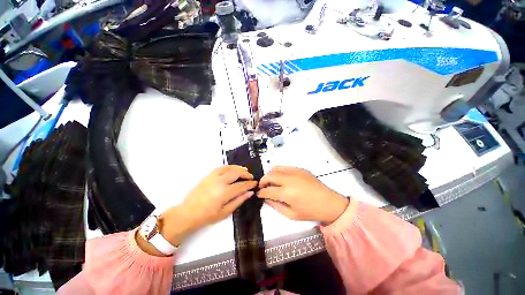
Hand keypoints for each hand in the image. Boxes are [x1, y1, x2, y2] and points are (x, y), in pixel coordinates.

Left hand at [159, 165, 257, 244]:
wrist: (188, 213)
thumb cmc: (207, 216)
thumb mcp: (225, 212)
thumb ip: (239, 200)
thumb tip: (250, 193)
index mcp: (225, 192)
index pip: (241, 185)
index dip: (250, 184)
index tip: (255, 183)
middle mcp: (220, 181)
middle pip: (237, 173)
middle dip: (246, 174)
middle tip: (250, 177)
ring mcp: (213, 177)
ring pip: (229, 167)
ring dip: (238, 168)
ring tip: (244, 170)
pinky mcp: (208, 175)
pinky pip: (221, 167)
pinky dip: (229, 166)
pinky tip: (232, 169)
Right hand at [257, 166, 348, 223]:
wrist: (329, 202)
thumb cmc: (310, 211)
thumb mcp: (291, 214)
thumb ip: (276, 206)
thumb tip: (266, 198)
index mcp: (287, 193)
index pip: (268, 190)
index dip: (261, 192)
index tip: (258, 194)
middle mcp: (289, 179)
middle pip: (270, 175)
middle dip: (263, 180)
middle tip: (262, 186)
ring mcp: (295, 172)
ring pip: (276, 168)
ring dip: (270, 174)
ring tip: (270, 181)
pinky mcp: (300, 169)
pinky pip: (285, 167)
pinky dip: (279, 170)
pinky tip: (281, 177)